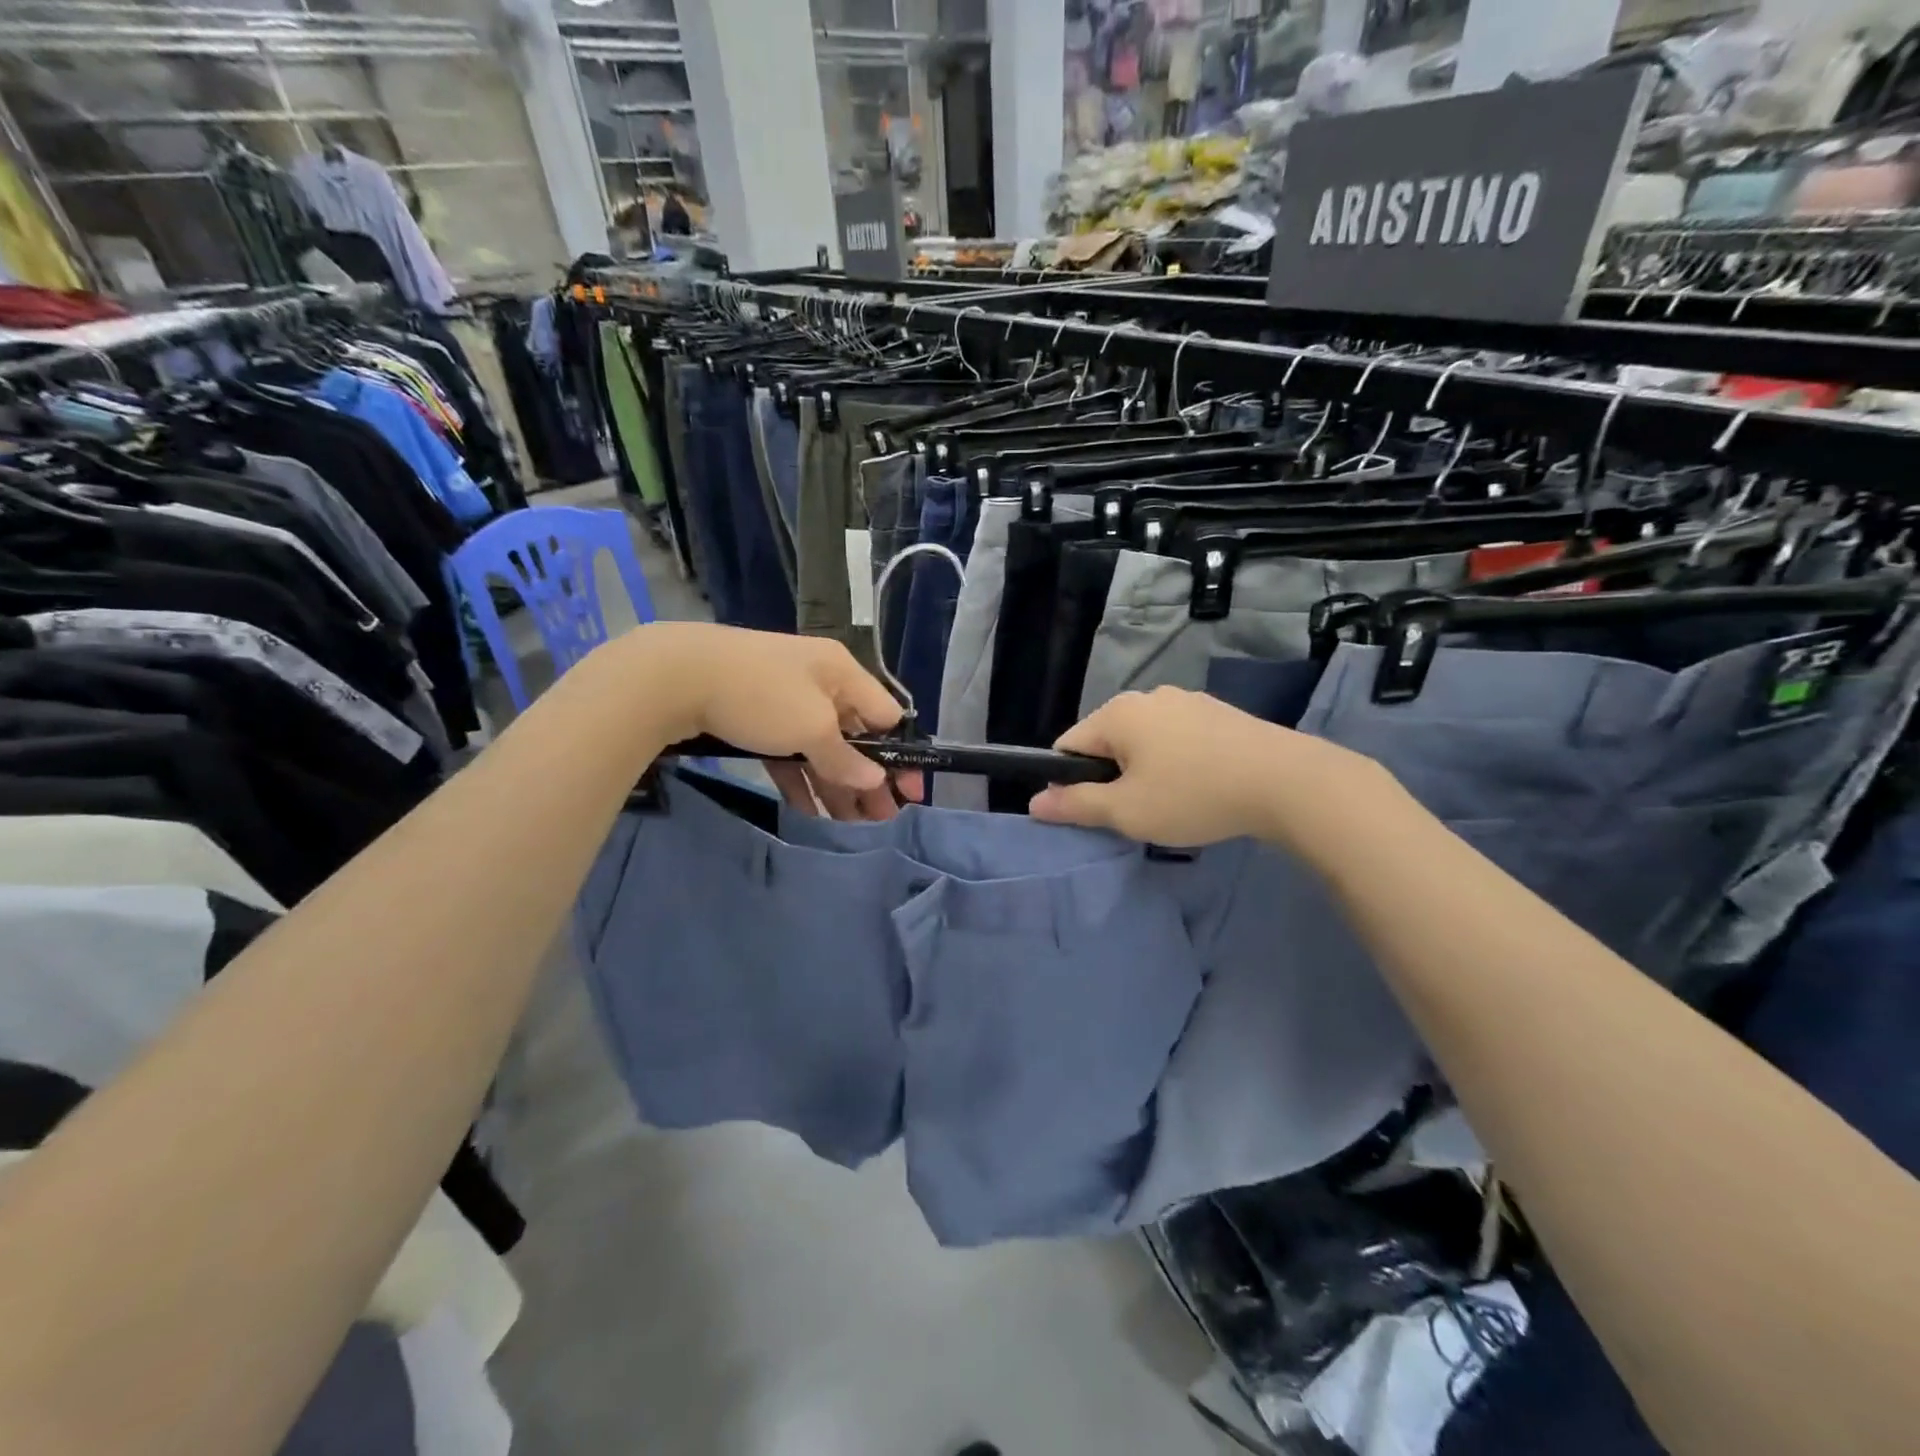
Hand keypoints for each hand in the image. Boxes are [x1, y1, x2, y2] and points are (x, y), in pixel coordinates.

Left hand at [627, 624, 920, 821]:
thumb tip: (875, 780)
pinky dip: (802, 779)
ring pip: (822, 748)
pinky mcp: (756, 717)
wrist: (674, 674)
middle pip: (855, 736)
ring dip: (837, 785)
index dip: (901, 755)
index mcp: (842, 673)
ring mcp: (786, 700)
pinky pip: (790, 752)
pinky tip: (811, 812)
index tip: (908, 794)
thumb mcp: (811, 728)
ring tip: (851, 825)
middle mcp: (820, 683)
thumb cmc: (759, 695)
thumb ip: (845, 758)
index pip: (886, 715)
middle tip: (880, 820)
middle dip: (869, 779)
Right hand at [1028, 686, 1373, 849]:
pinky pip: (1179, 739)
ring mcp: (1188, 700)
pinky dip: (1178, 762)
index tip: (1094, 812)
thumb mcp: (1126, 811)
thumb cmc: (1193, 795)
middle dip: (1112, 777)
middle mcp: (1149, 696)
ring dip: (1146, 770)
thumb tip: (1034, 803)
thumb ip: (1076, 805)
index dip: (1071, 782)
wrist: (1287, 782)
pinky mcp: (1219, 713)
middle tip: (1137, 813)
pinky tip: (1203, 787)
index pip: (1069, 745)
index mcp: (1118, 713)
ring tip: (1174, 804)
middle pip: (1108, 741)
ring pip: (1146, 740)